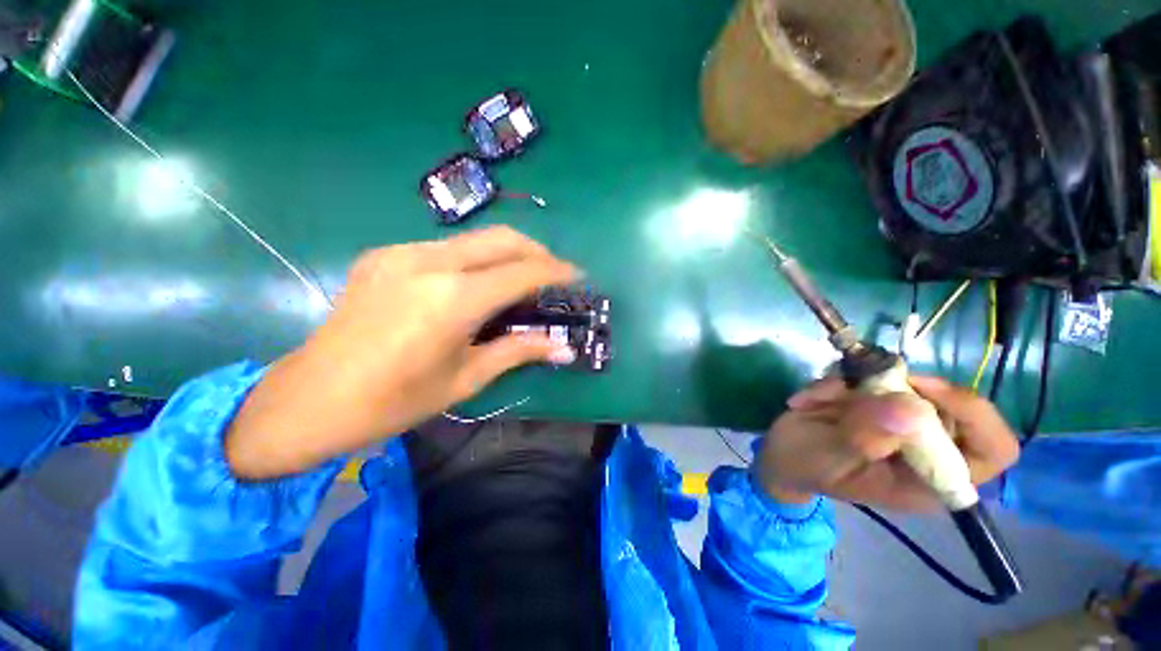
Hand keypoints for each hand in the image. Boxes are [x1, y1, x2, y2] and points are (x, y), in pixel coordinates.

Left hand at [226, 227, 580, 479]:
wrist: (310, 398)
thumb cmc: (395, 400)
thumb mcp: (466, 378)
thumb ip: (518, 351)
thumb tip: (563, 349)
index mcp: (453, 299)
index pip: (522, 271)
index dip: (556, 271)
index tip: (578, 275)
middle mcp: (429, 263)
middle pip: (502, 238)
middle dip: (537, 251)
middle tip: (553, 273)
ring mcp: (402, 253)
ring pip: (475, 240)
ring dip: (506, 254)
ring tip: (518, 281)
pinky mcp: (384, 255)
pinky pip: (445, 248)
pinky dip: (474, 260)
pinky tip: (472, 286)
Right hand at [753, 375, 1019, 510]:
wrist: (780, 456)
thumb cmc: (805, 467)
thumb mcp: (829, 457)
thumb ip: (865, 438)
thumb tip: (909, 407)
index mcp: (930, 480)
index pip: (994, 449)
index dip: (973, 414)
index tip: (920, 389)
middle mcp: (928, 448)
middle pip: (951, 404)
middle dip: (898, 389)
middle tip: (852, 386)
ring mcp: (903, 421)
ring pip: (906, 384)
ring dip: (853, 384)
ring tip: (813, 401)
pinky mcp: (879, 402)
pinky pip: (872, 376)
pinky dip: (838, 380)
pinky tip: (810, 399)